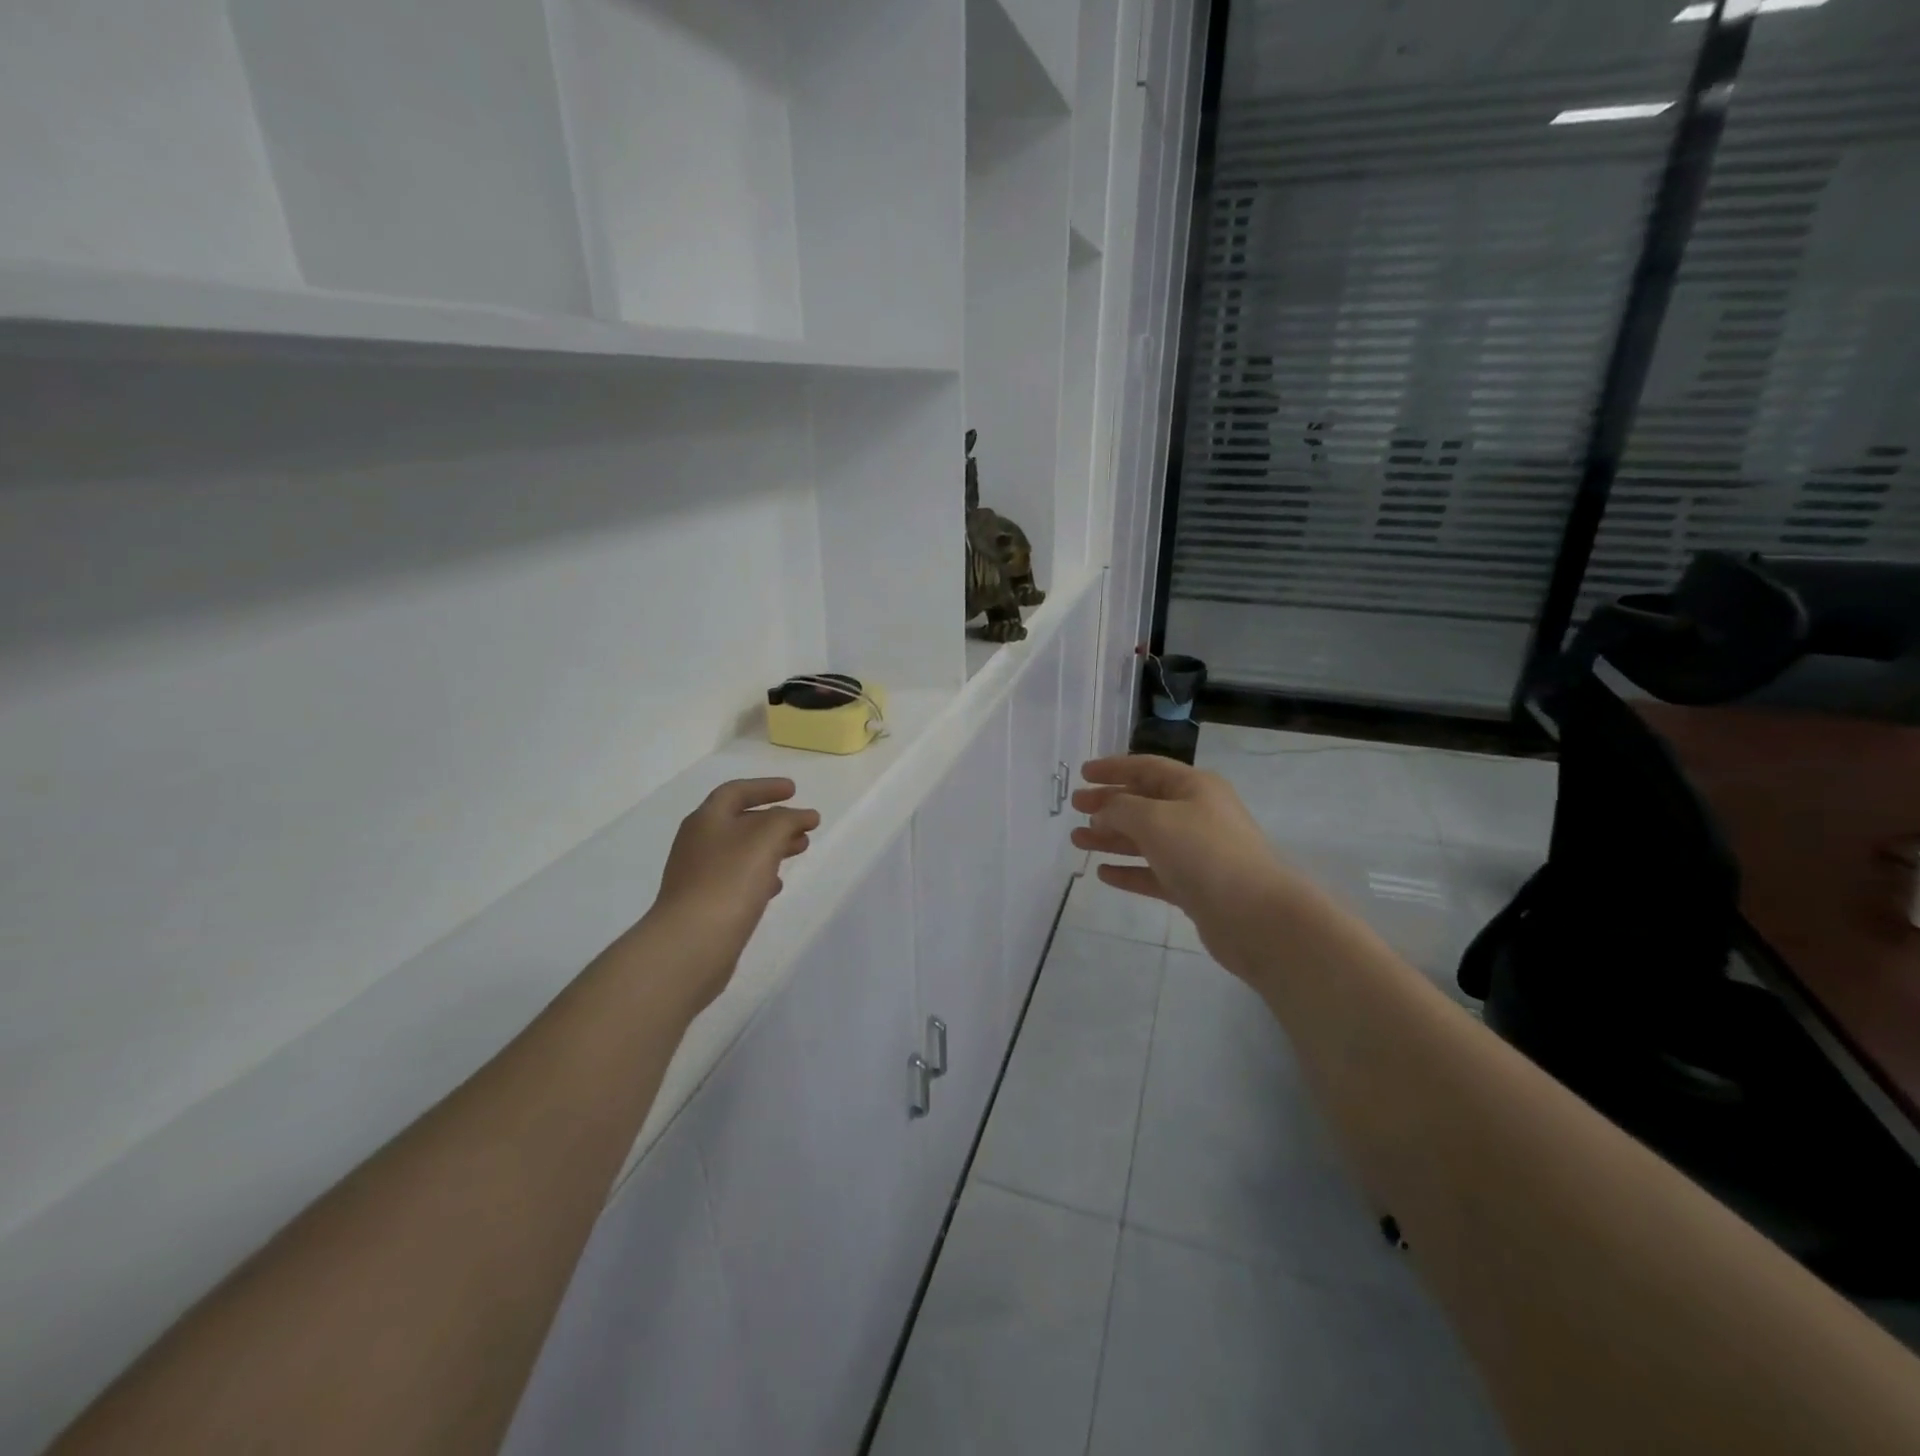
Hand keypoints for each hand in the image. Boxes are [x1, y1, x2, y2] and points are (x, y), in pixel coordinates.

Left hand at [639, 778, 819, 1014]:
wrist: (692, 943)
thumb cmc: (729, 881)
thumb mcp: (765, 838)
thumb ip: (787, 820)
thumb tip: (803, 816)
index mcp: (707, 820)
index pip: (736, 791)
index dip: (766, 787)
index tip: (794, 790)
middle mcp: (699, 843)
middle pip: (740, 821)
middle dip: (775, 820)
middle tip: (805, 825)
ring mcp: (699, 875)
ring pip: (741, 851)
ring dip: (772, 846)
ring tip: (800, 850)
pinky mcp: (706, 904)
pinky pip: (737, 879)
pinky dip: (760, 874)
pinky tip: (775, 886)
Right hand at [1069, 756, 1330, 979]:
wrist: (1255, 915)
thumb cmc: (1203, 853)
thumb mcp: (1154, 819)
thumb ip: (1120, 809)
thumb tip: (1103, 813)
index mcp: (1194, 787)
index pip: (1147, 768)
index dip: (1113, 768)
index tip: (1083, 773)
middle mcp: (1197, 814)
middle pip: (1145, 803)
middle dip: (1108, 804)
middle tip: (1075, 807)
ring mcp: (1197, 852)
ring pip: (1146, 839)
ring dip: (1111, 838)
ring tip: (1078, 841)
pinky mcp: (1195, 887)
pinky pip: (1154, 872)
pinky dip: (1129, 871)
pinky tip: (1104, 873)